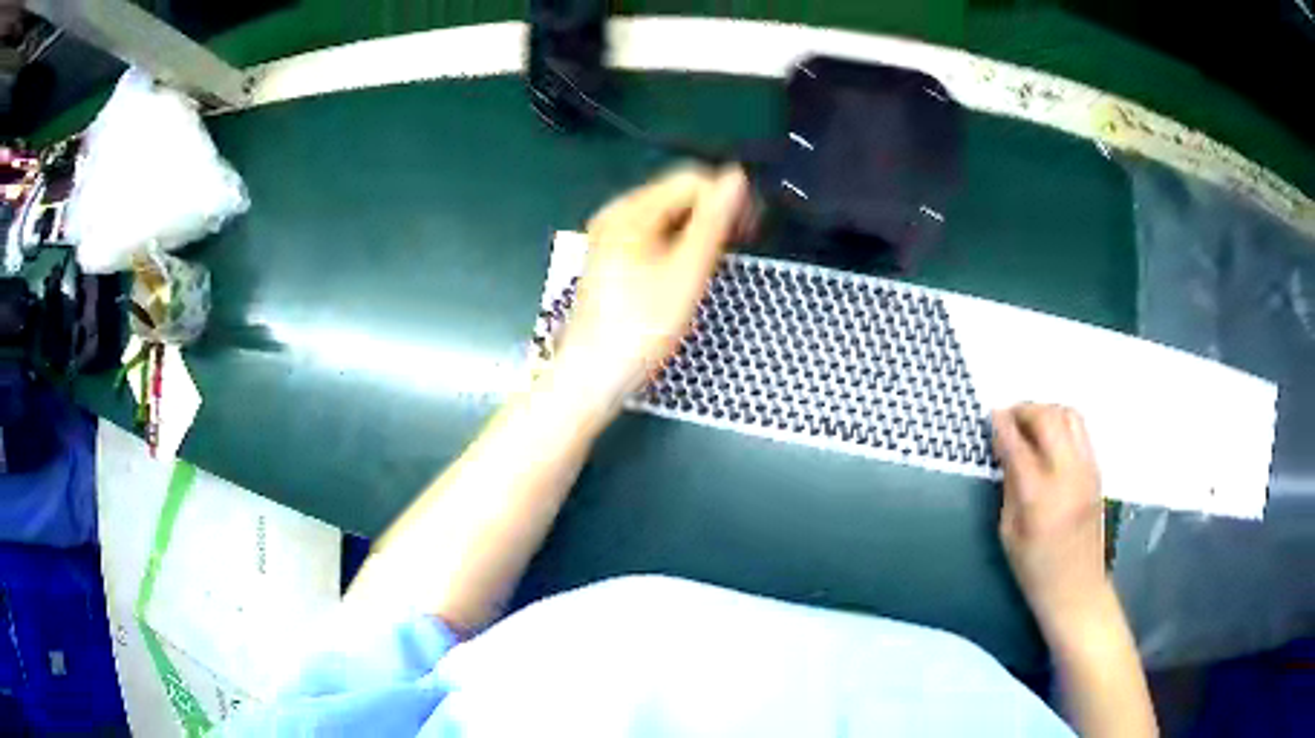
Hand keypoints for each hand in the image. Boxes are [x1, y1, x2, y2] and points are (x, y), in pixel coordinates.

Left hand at [556, 165, 750, 408]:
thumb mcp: (687, 272)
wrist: (592, 374)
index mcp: (631, 210)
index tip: (752, 227)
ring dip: (698, 228)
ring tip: (718, 258)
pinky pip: (653, 233)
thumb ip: (713, 221)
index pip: (690, 179)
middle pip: (676, 194)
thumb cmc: (641, 326)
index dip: (727, 196)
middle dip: (713, 211)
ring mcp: (609, 235)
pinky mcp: (610, 256)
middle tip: (741, 242)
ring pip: (667, 214)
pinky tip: (688, 267)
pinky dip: (677, 242)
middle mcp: (616, 213)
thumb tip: (737, 178)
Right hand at [993, 404, 1109, 636]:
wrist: (1077, 588)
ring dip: (1046, 411)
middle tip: (1008, 416)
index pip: (1018, 445)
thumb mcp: (1009, 532)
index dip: (1002, 425)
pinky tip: (1050, 438)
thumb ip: (1009, 486)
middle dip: (1025, 410)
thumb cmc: (1035, 569)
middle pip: (1048, 419)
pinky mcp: (1097, 470)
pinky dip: (1062, 423)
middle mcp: (1067, 474)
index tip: (991, 415)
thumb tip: (1005, 452)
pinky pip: (1081, 430)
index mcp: (1039, 495)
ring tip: (1030, 423)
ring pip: (1069, 416)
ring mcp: (1087, 469)